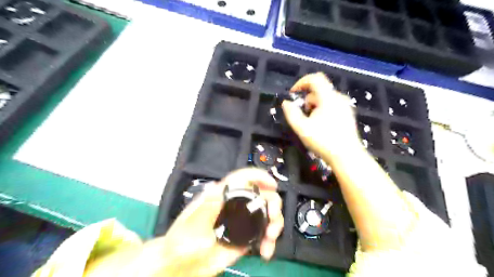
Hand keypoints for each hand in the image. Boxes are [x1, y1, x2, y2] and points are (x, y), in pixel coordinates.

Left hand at [156, 168, 283, 275]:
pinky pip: (263, 233)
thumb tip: (223, 186)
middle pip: (260, 194)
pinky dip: (269, 240)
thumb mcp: (193, 222)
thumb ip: (208, 205)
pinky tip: (266, 250)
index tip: (272, 185)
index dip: (259, 176)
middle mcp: (235, 205)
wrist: (183, 266)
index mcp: (222, 195)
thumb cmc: (183, 242)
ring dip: (274, 223)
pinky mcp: (246, 236)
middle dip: (272, 204)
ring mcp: (242, 221)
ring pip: (266, 213)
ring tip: (270, 238)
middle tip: (273, 219)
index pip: (242, 178)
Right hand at [284, 72, 361, 160]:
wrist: (347, 156)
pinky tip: (321, 126)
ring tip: (311, 123)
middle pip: (319, 90)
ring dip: (314, 106)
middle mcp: (339, 98)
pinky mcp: (347, 114)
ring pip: (325, 98)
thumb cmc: (324, 141)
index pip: (315, 78)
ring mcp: (345, 106)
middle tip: (302, 116)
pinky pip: (331, 105)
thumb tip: (286, 103)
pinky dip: (322, 110)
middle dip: (306, 100)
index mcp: (328, 98)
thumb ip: (291, 113)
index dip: (301, 82)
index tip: (293, 93)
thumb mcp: (302, 128)